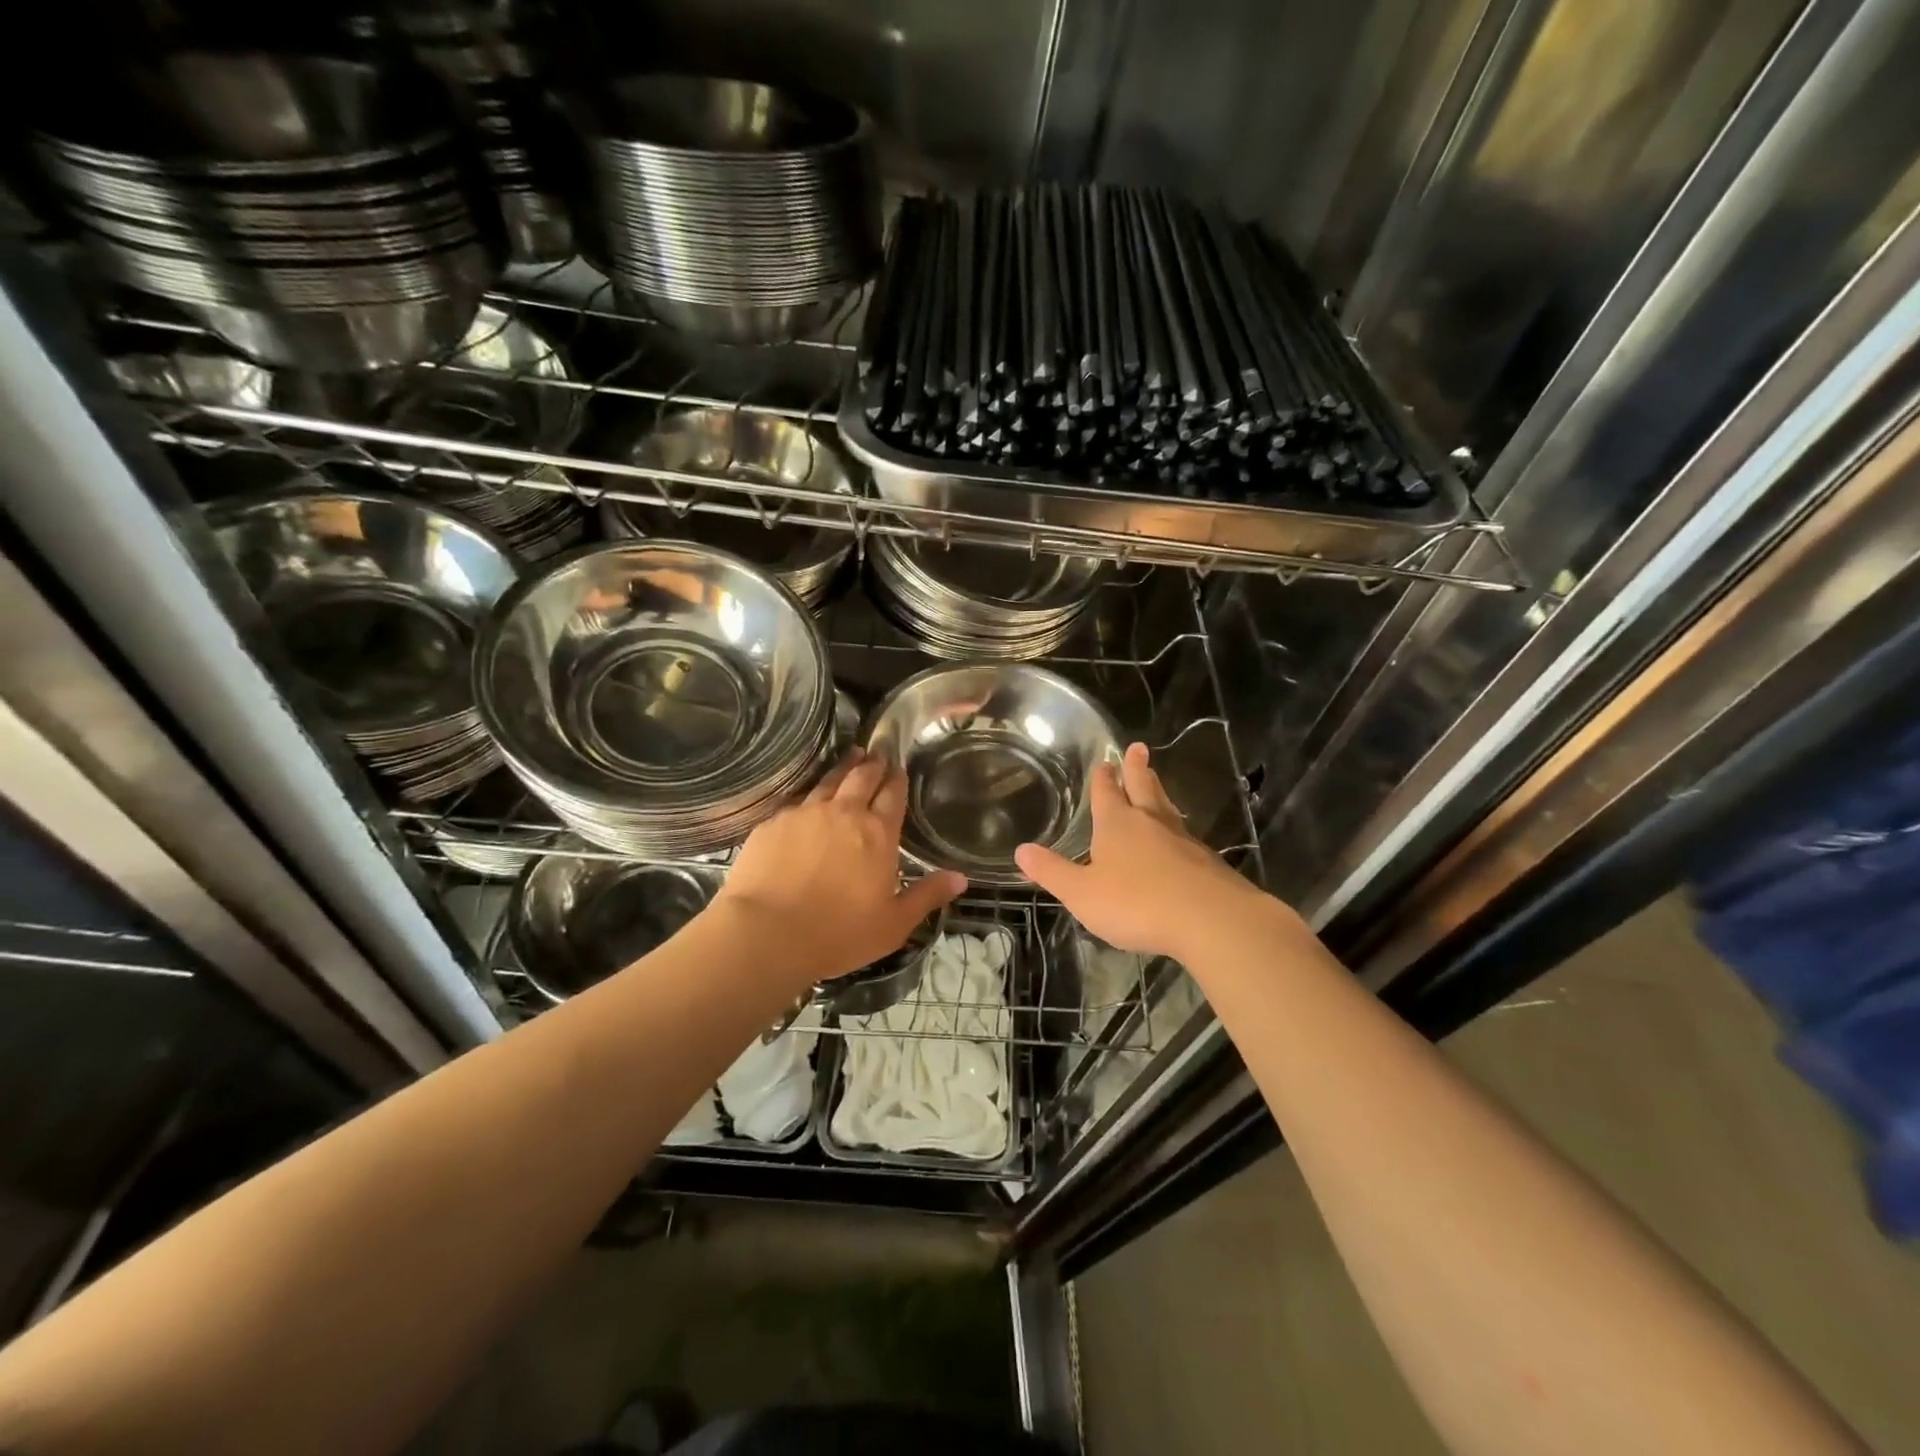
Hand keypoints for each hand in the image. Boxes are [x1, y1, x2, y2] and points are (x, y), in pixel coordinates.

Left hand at [714, 748, 966, 987]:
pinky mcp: (772, 823)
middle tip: (878, 753)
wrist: (766, 933)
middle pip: (862, 778)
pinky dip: (809, 794)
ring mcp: (805, 814)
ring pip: (828, 781)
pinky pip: (796, 801)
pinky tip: (808, 797)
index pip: (892, 795)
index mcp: (877, 834)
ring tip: (851, 756)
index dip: (897, 779)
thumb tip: (961, 878)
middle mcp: (843, 813)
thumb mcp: (893, 924)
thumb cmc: (838, 933)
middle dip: (873, 764)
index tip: (899, 767)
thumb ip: (927, 896)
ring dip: (843, 767)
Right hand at [1015, 742, 1273, 961]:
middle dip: (1137, 769)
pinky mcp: (1206, 862)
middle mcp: (1150, 823)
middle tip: (1139, 748)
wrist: (1210, 920)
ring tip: (1156, 782)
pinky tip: (1179, 838)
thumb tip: (1021, 849)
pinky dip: (1177, 828)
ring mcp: (1182, 840)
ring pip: (1166, 808)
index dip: (1104, 778)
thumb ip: (1052, 872)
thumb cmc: (1136, 903)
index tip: (1106, 761)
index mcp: (1117, 824)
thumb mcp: (1082, 893)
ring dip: (1158, 792)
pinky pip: (1186, 835)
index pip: (1107, 792)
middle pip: (1142, 787)